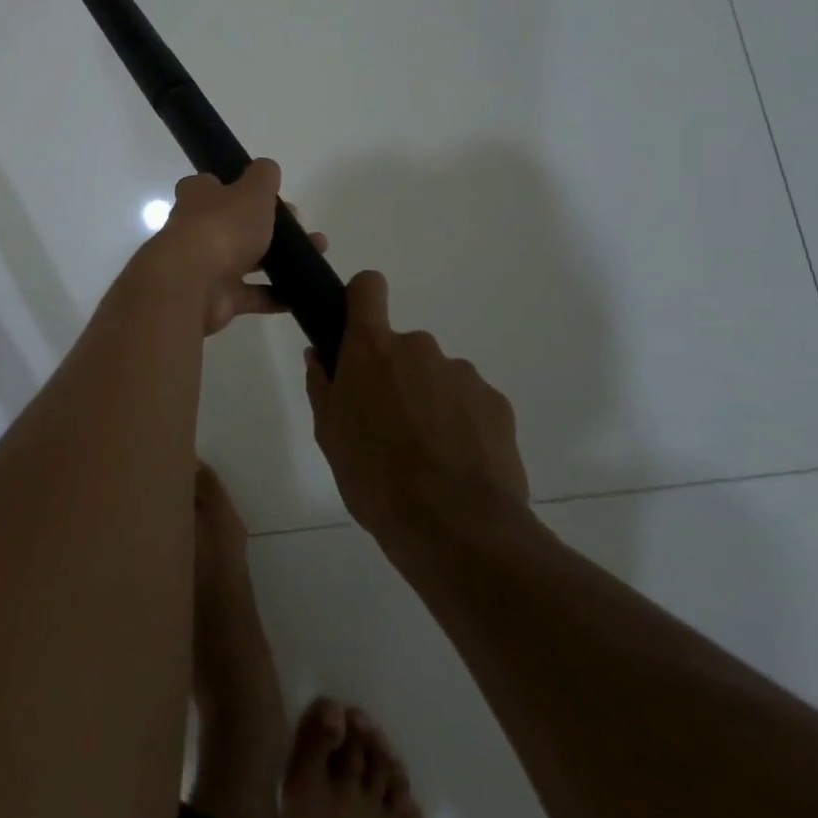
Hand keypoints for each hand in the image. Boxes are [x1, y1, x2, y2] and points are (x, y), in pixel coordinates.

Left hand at [144, 160, 325, 335]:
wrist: (193, 284)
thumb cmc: (222, 227)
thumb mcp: (251, 191)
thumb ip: (262, 177)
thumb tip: (267, 167)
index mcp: (198, 196)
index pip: (213, 185)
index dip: (239, 187)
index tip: (268, 195)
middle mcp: (197, 228)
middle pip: (234, 223)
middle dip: (268, 225)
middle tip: (299, 227)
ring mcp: (206, 264)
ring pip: (247, 258)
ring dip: (279, 259)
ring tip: (315, 254)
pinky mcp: (217, 297)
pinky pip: (251, 294)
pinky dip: (275, 295)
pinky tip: (302, 292)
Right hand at [304, 270, 529, 542]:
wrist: (456, 529)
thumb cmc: (375, 478)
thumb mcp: (330, 435)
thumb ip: (323, 386)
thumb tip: (320, 356)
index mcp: (372, 348)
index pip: (368, 288)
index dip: (362, 298)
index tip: (358, 326)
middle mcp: (419, 347)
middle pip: (404, 346)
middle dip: (397, 375)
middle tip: (391, 425)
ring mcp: (462, 374)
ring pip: (438, 376)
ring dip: (431, 401)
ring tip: (429, 456)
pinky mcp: (497, 404)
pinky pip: (471, 402)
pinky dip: (463, 424)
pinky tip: (459, 465)